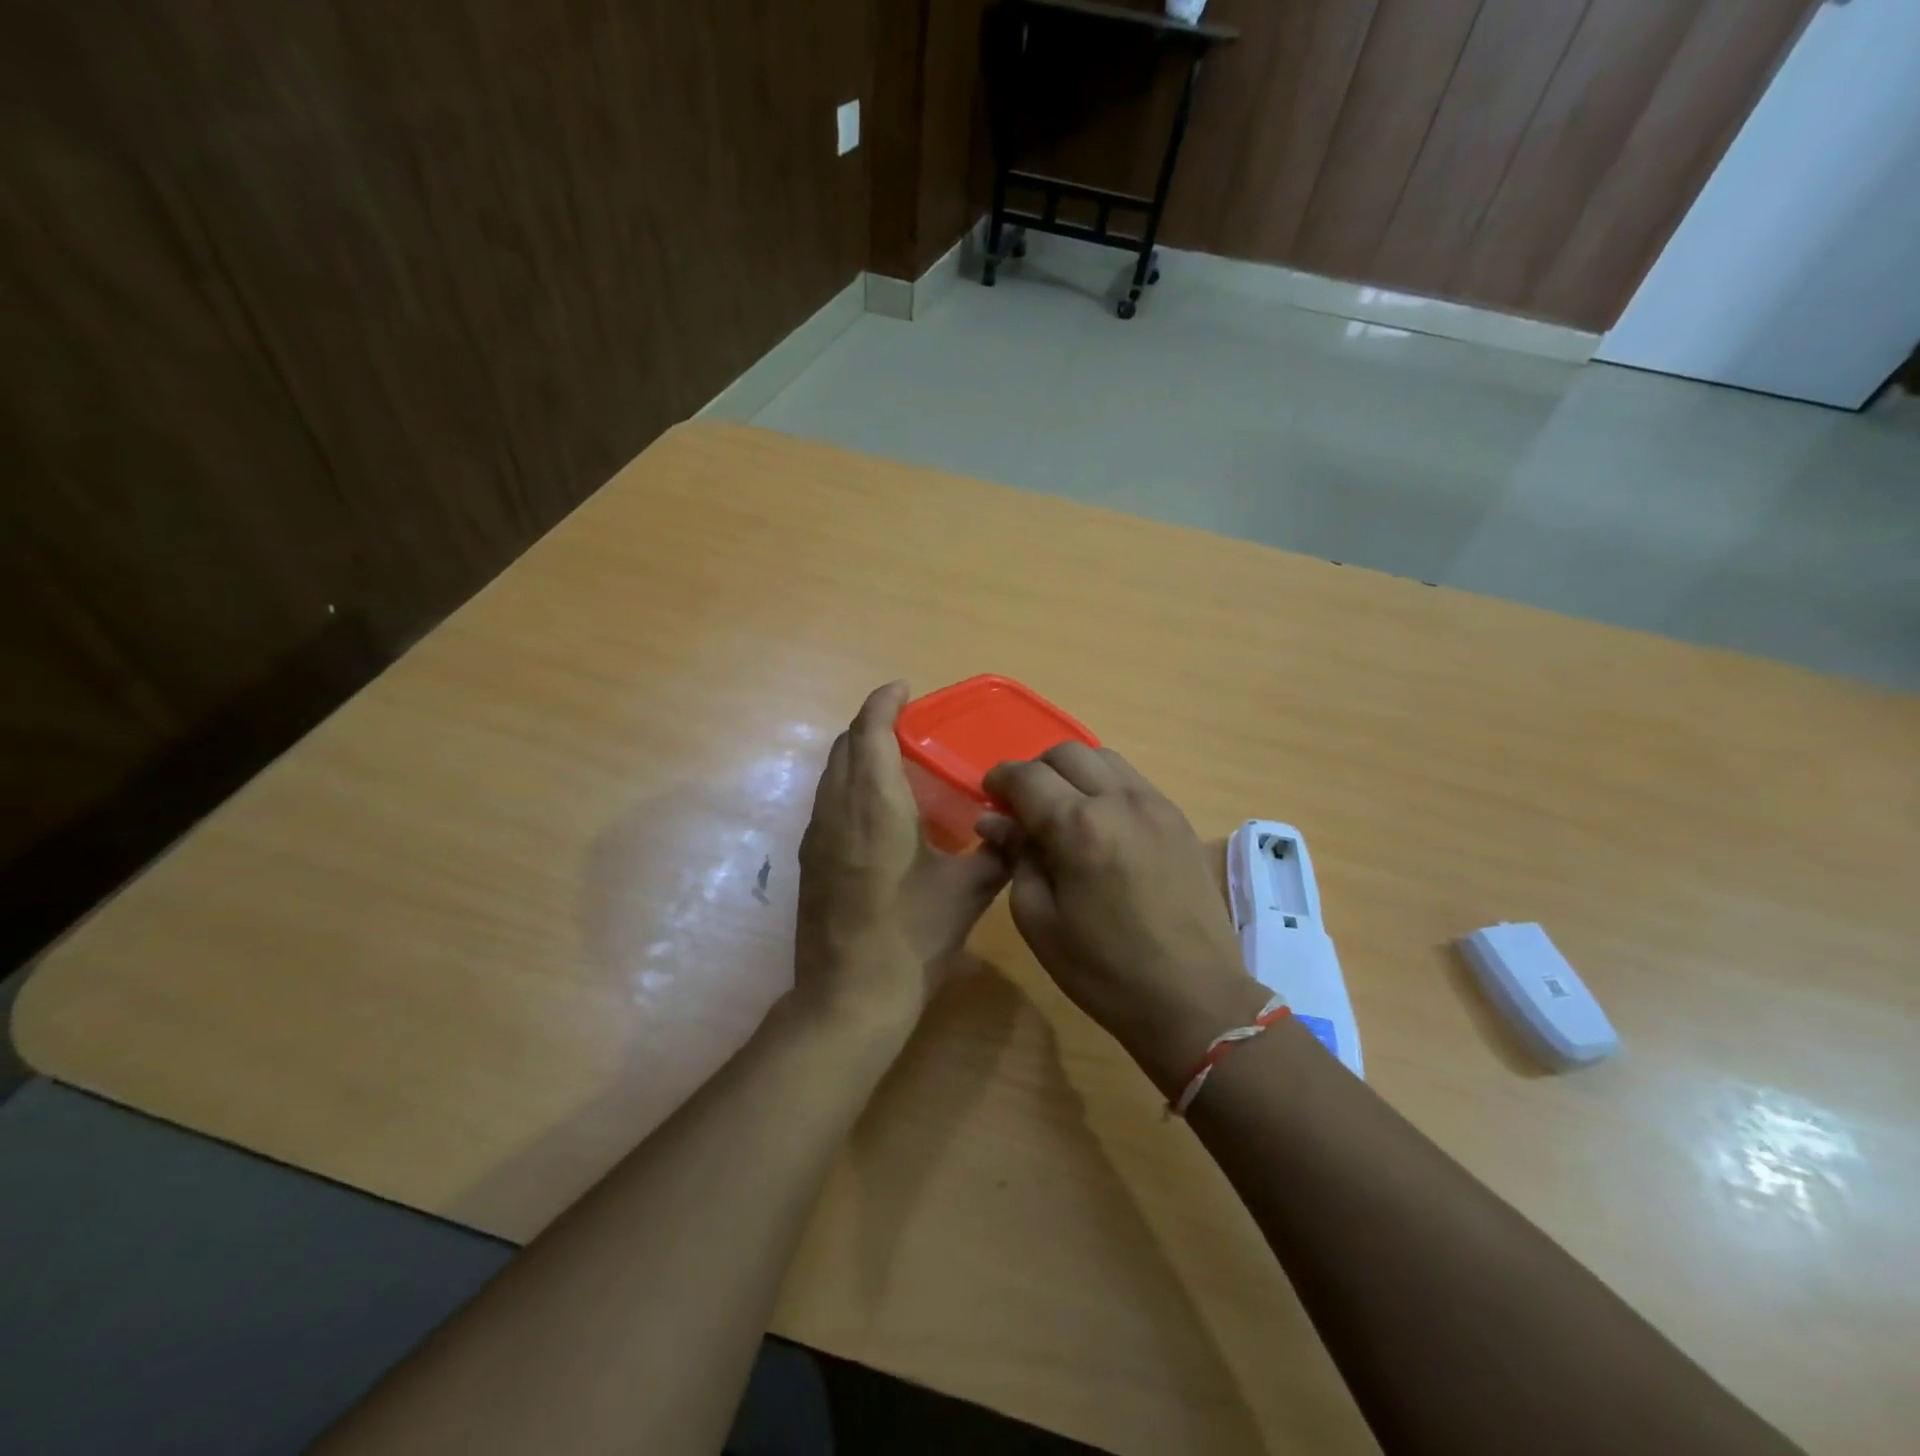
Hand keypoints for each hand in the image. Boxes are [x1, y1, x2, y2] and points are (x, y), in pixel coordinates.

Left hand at [794, 682, 1008, 1033]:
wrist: (849, 997)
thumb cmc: (912, 937)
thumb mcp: (967, 893)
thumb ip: (996, 853)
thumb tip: (1017, 830)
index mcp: (875, 804)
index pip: (869, 731)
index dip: (884, 702)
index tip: (904, 688)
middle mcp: (838, 808)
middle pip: (846, 745)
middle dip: (872, 724)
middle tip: (910, 727)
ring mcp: (818, 835)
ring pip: (833, 773)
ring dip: (859, 754)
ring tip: (897, 762)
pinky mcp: (811, 860)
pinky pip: (829, 800)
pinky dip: (851, 784)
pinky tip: (880, 810)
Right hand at [979, 745, 1264, 1094]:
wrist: (1195, 999)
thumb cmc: (1104, 971)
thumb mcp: (1040, 921)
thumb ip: (1016, 859)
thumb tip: (995, 820)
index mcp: (1077, 827)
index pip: (1026, 776)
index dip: (999, 779)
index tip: (989, 796)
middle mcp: (1118, 800)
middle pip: (1066, 753)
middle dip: (1035, 770)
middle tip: (1024, 805)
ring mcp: (1156, 805)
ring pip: (1103, 758)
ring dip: (1073, 772)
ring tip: (1063, 809)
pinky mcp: (1179, 819)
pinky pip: (1133, 780)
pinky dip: (1105, 785)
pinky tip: (1101, 823)